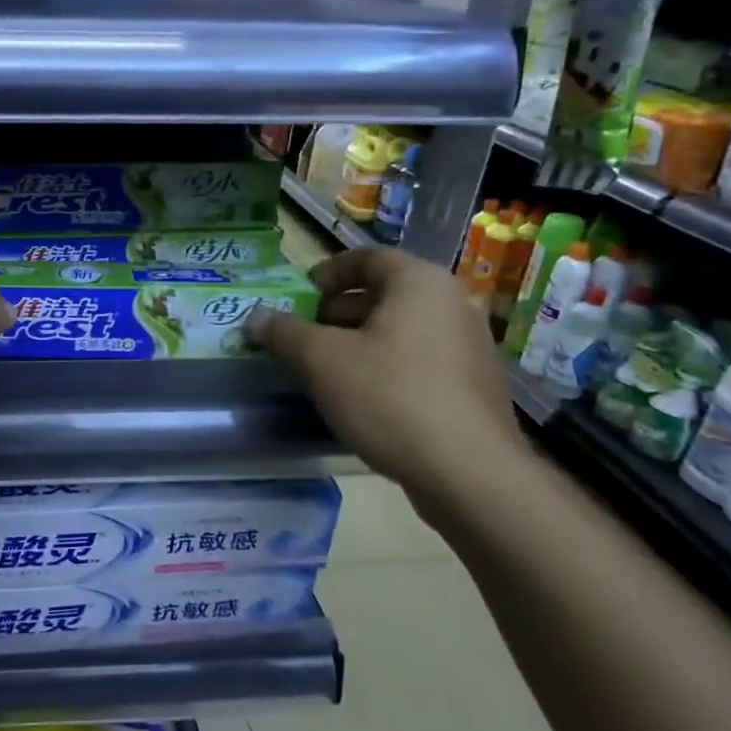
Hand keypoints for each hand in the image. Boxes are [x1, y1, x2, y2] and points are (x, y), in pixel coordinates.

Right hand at [247, 247, 526, 499]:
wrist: (469, 472)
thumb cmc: (389, 397)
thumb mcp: (322, 360)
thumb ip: (285, 333)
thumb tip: (256, 318)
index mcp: (419, 283)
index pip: (368, 258)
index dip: (329, 272)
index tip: (302, 295)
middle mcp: (452, 304)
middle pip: (387, 293)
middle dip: (340, 310)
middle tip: (306, 334)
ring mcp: (470, 346)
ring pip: (403, 328)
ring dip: (361, 340)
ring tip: (328, 368)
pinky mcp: (474, 385)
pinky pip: (421, 359)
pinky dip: (388, 365)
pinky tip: (364, 397)